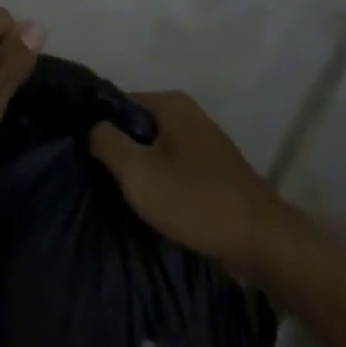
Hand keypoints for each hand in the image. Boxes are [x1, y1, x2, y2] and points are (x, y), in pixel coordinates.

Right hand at [89, 91, 283, 285]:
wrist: (262, 243)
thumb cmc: (195, 200)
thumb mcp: (137, 172)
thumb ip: (107, 142)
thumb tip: (93, 127)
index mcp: (171, 103)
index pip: (119, 103)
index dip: (98, 126)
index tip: (83, 153)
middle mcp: (189, 114)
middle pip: (139, 127)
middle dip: (120, 149)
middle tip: (98, 177)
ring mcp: (205, 144)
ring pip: (157, 150)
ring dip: (141, 170)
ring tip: (120, 194)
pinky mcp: (215, 173)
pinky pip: (176, 170)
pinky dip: (162, 184)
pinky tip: (152, 206)